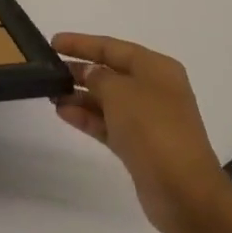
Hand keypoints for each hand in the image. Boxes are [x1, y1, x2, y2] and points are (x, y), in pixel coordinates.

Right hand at [51, 33, 228, 232]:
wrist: (183, 190)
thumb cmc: (152, 128)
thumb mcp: (120, 92)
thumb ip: (98, 77)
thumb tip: (89, 73)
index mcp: (156, 68)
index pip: (113, 47)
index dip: (82, 43)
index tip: (53, 42)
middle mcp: (154, 89)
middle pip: (110, 72)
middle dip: (80, 70)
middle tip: (48, 70)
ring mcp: (147, 119)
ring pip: (107, 100)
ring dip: (80, 96)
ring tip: (51, 93)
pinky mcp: (139, 145)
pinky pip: (108, 123)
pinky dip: (87, 117)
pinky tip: (63, 113)